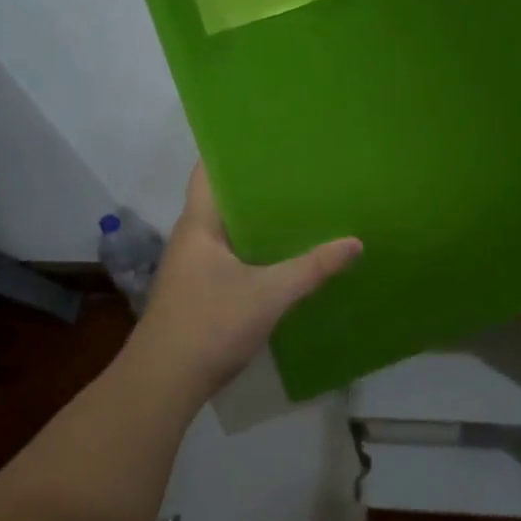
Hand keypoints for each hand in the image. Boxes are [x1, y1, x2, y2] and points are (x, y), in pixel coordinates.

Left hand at [130, 163, 361, 397]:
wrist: (165, 382)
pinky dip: (257, 249)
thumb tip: (356, 242)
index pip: (208, 170)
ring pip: (231, 230)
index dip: (233, 149)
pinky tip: (286, 253)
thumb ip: (312, 268)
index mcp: (199, 224)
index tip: (270, 137)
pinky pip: (233, 256)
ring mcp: (195, 266)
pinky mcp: (202, 290)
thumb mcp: (269, 295)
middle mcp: (193, 237)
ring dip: (259, 220)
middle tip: (302, 171)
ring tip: (302, 205)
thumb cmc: (210, 325)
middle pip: (225, 198)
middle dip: (259, 186)